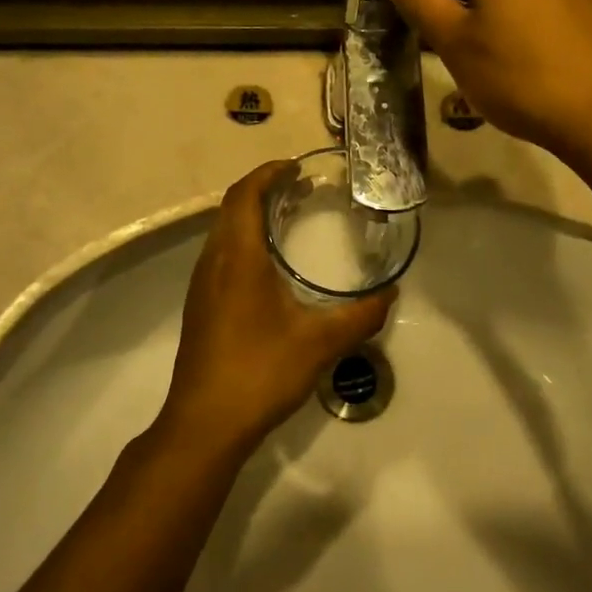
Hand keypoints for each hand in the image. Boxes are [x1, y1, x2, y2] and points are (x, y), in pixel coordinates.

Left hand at [156, 163, 392, 458]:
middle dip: (263, 189)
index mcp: (238, 258)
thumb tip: (391, 294)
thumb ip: (360, 317)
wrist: (204, 424)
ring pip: (223, 231)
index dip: (267, 173)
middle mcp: (214, 262)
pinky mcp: (200, 306)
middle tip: (300, 189)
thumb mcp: (319, 344)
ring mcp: (202, 285)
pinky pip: (221, 253)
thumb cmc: (259, 372)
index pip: (245, 195)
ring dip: (251, 214)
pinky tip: (267, 265)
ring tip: (287, 217)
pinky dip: (244, 239)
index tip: (296, 167)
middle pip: (232, 207)